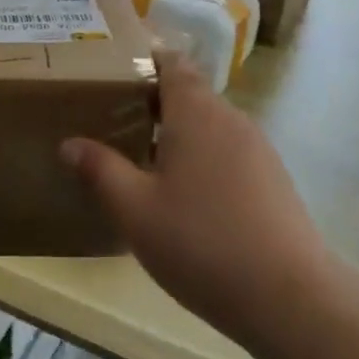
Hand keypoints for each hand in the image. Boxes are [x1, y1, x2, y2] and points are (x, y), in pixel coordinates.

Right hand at [61, 53, 331, 350]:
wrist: (289, 296)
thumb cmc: (201, 242)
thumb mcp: (135, 210)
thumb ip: (100, 170)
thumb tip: (69, 143)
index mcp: (196, 112)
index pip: (172, 63)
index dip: (144, 61)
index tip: (112, 73)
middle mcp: (231, 119)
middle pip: (190, 93)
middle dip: (153, 102)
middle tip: (113, 122)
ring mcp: (258, 149)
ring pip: (210, 125)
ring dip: (178, 134)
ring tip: (142, 160)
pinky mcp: (273, 180)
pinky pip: (228, 152)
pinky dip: (202, 158)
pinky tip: (185, 197)